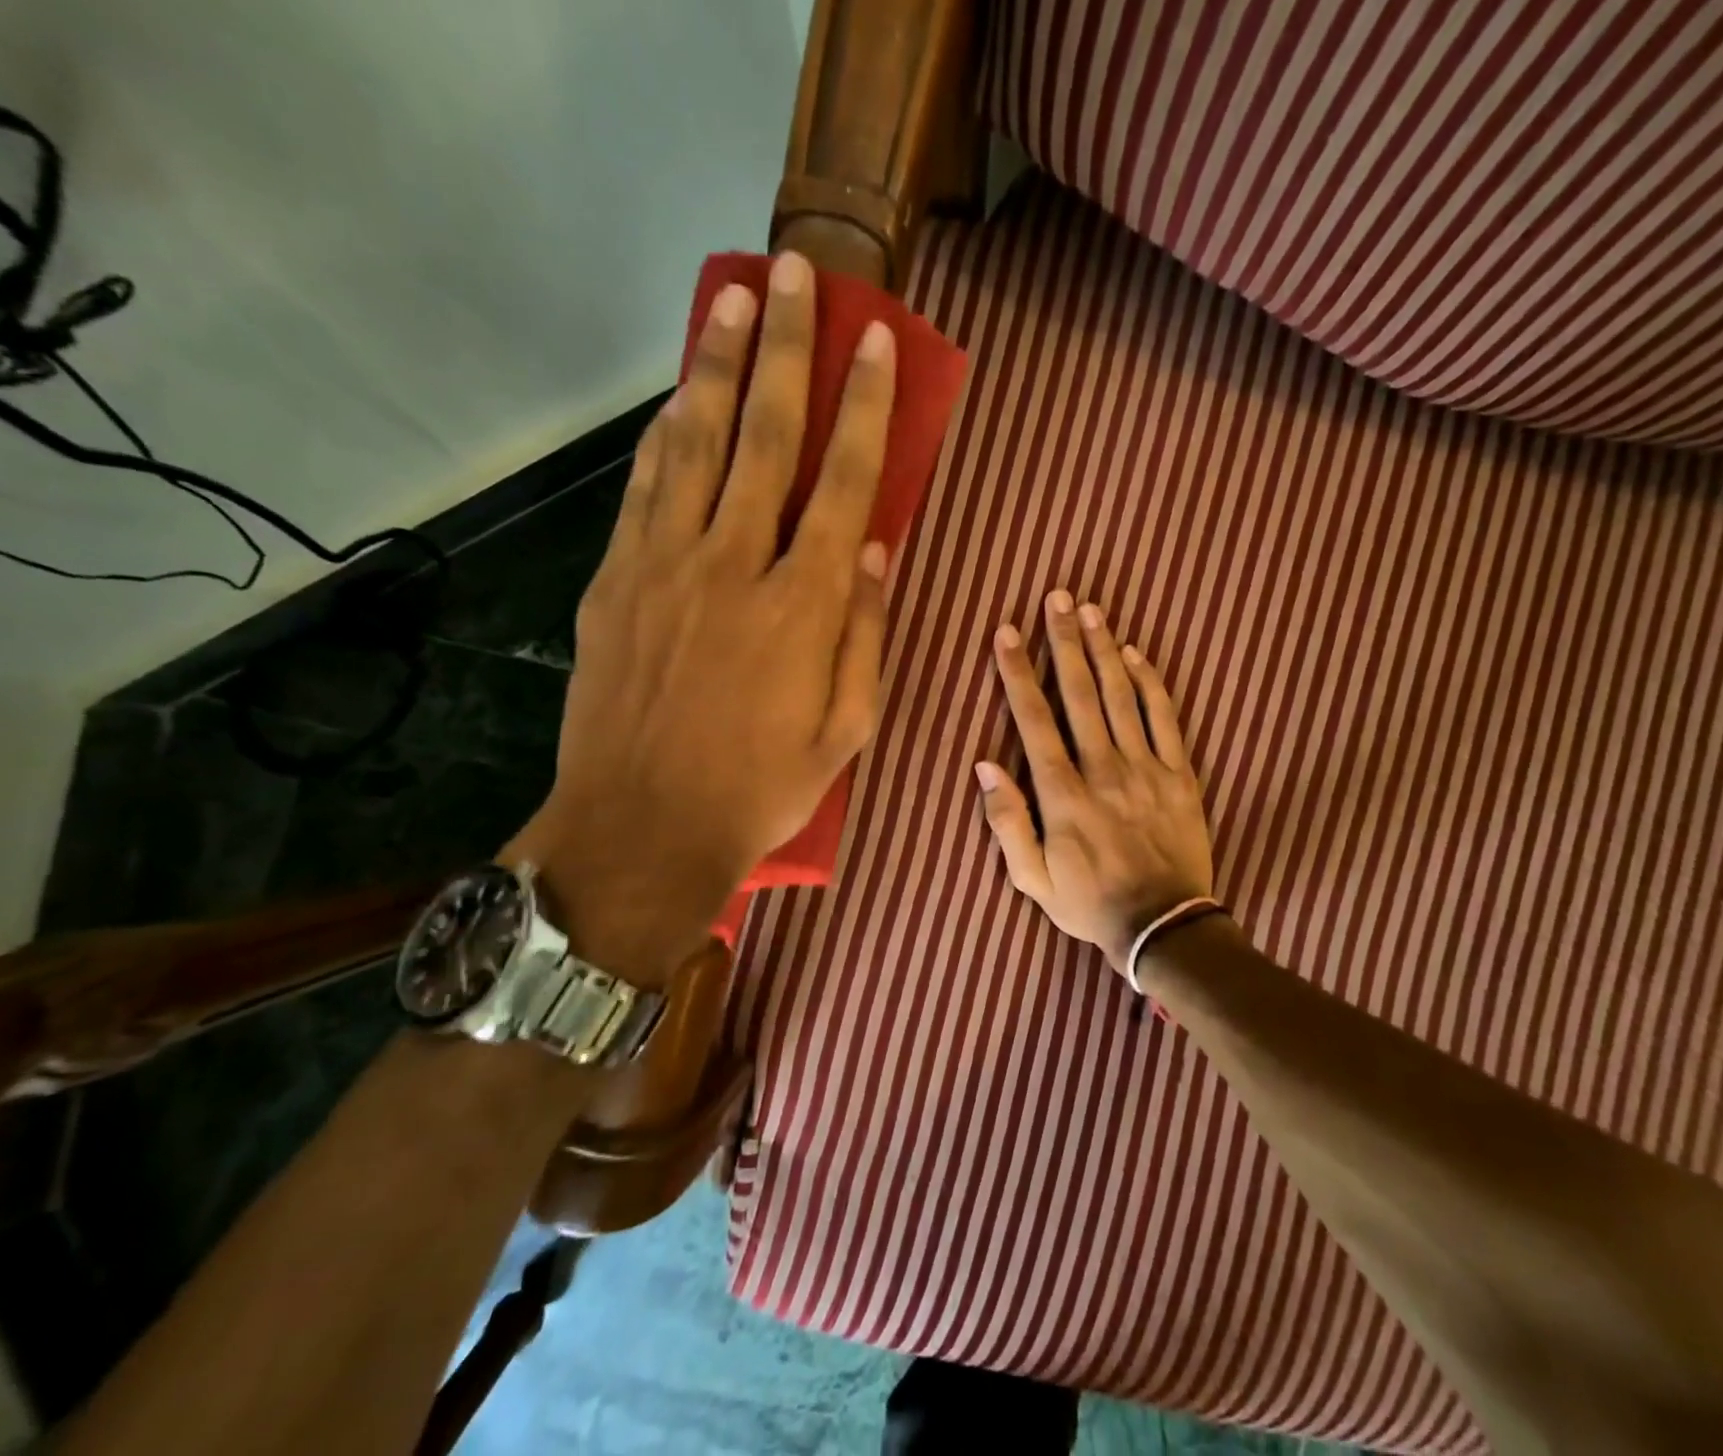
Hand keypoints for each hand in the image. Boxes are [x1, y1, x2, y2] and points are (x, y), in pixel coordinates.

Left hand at [505, 252, 896, 975]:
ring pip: (697, 443)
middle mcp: (735, 566)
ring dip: (718, 367)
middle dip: (787, 350)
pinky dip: (665, 432)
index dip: (864, 407)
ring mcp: (665, 566)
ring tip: (732, 302)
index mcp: (804, 606)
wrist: (641, 830)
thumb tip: (877, 551)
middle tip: (795, 275)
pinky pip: (645, 487)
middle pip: (767, 437)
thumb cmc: (760, 789)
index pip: (844, 482)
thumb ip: (866, 634)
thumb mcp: (845, 729)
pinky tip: (680, 396)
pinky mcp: (615, 581)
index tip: (876, 342)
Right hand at [977, 589, 1214, 972]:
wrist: (1164, 927)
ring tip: (1091, 611)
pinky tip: (1138, 654)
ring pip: (1122, 697)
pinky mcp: (1179, 775)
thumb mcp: (1032, 878)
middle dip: (1063, 642)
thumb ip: (1007, 821)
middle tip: (1056, 598)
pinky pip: (1165, 720)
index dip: (1017, 673)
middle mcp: (1103, 769)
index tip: (1007, 633)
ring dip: (1104, 650)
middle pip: (1080, 694)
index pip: (1034, 720)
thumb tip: (985, 766)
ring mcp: (1146, 769)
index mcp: (1063, 794)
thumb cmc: (1089, 903)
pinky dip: (1151, 684)